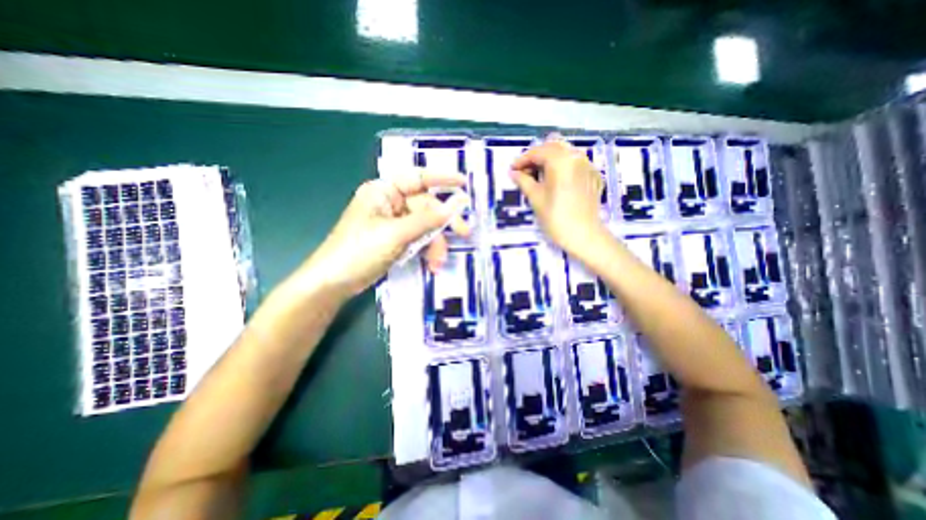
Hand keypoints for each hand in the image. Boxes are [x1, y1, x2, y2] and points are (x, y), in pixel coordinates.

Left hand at [301, 170, 470, 299]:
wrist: (334, 282)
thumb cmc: (359, 251)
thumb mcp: (397, 234)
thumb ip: (429, 219)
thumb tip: (458, 203)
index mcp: (384, 191)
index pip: (417, 178)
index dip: (442, 179)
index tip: (463, 184)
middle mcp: (390, 203)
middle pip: (425, 207)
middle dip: (442, 223)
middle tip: (464, 232)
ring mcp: (393, 223)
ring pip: (424, 226)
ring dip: (435, 243)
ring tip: (438, 262)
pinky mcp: (395, 240)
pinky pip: (418, 239)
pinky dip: (426, 250)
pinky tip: (431, 264)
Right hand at [509, 136, 613, 254]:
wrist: (584, 235)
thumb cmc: (556, 218)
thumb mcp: (535, 198)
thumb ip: (523, 181)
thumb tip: (514, 173)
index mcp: (560, 160)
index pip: (537, 152)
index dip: (522, 160)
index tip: (512, 170)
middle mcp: (576, 156)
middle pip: (553, 147)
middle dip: (537, 156)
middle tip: (524, 171)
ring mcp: (588, 165)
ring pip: (565, 152)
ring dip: (550, 159)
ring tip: (538, 174)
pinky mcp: (593, 175)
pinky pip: (576, 162)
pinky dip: (563, 166)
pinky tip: (556, 179)